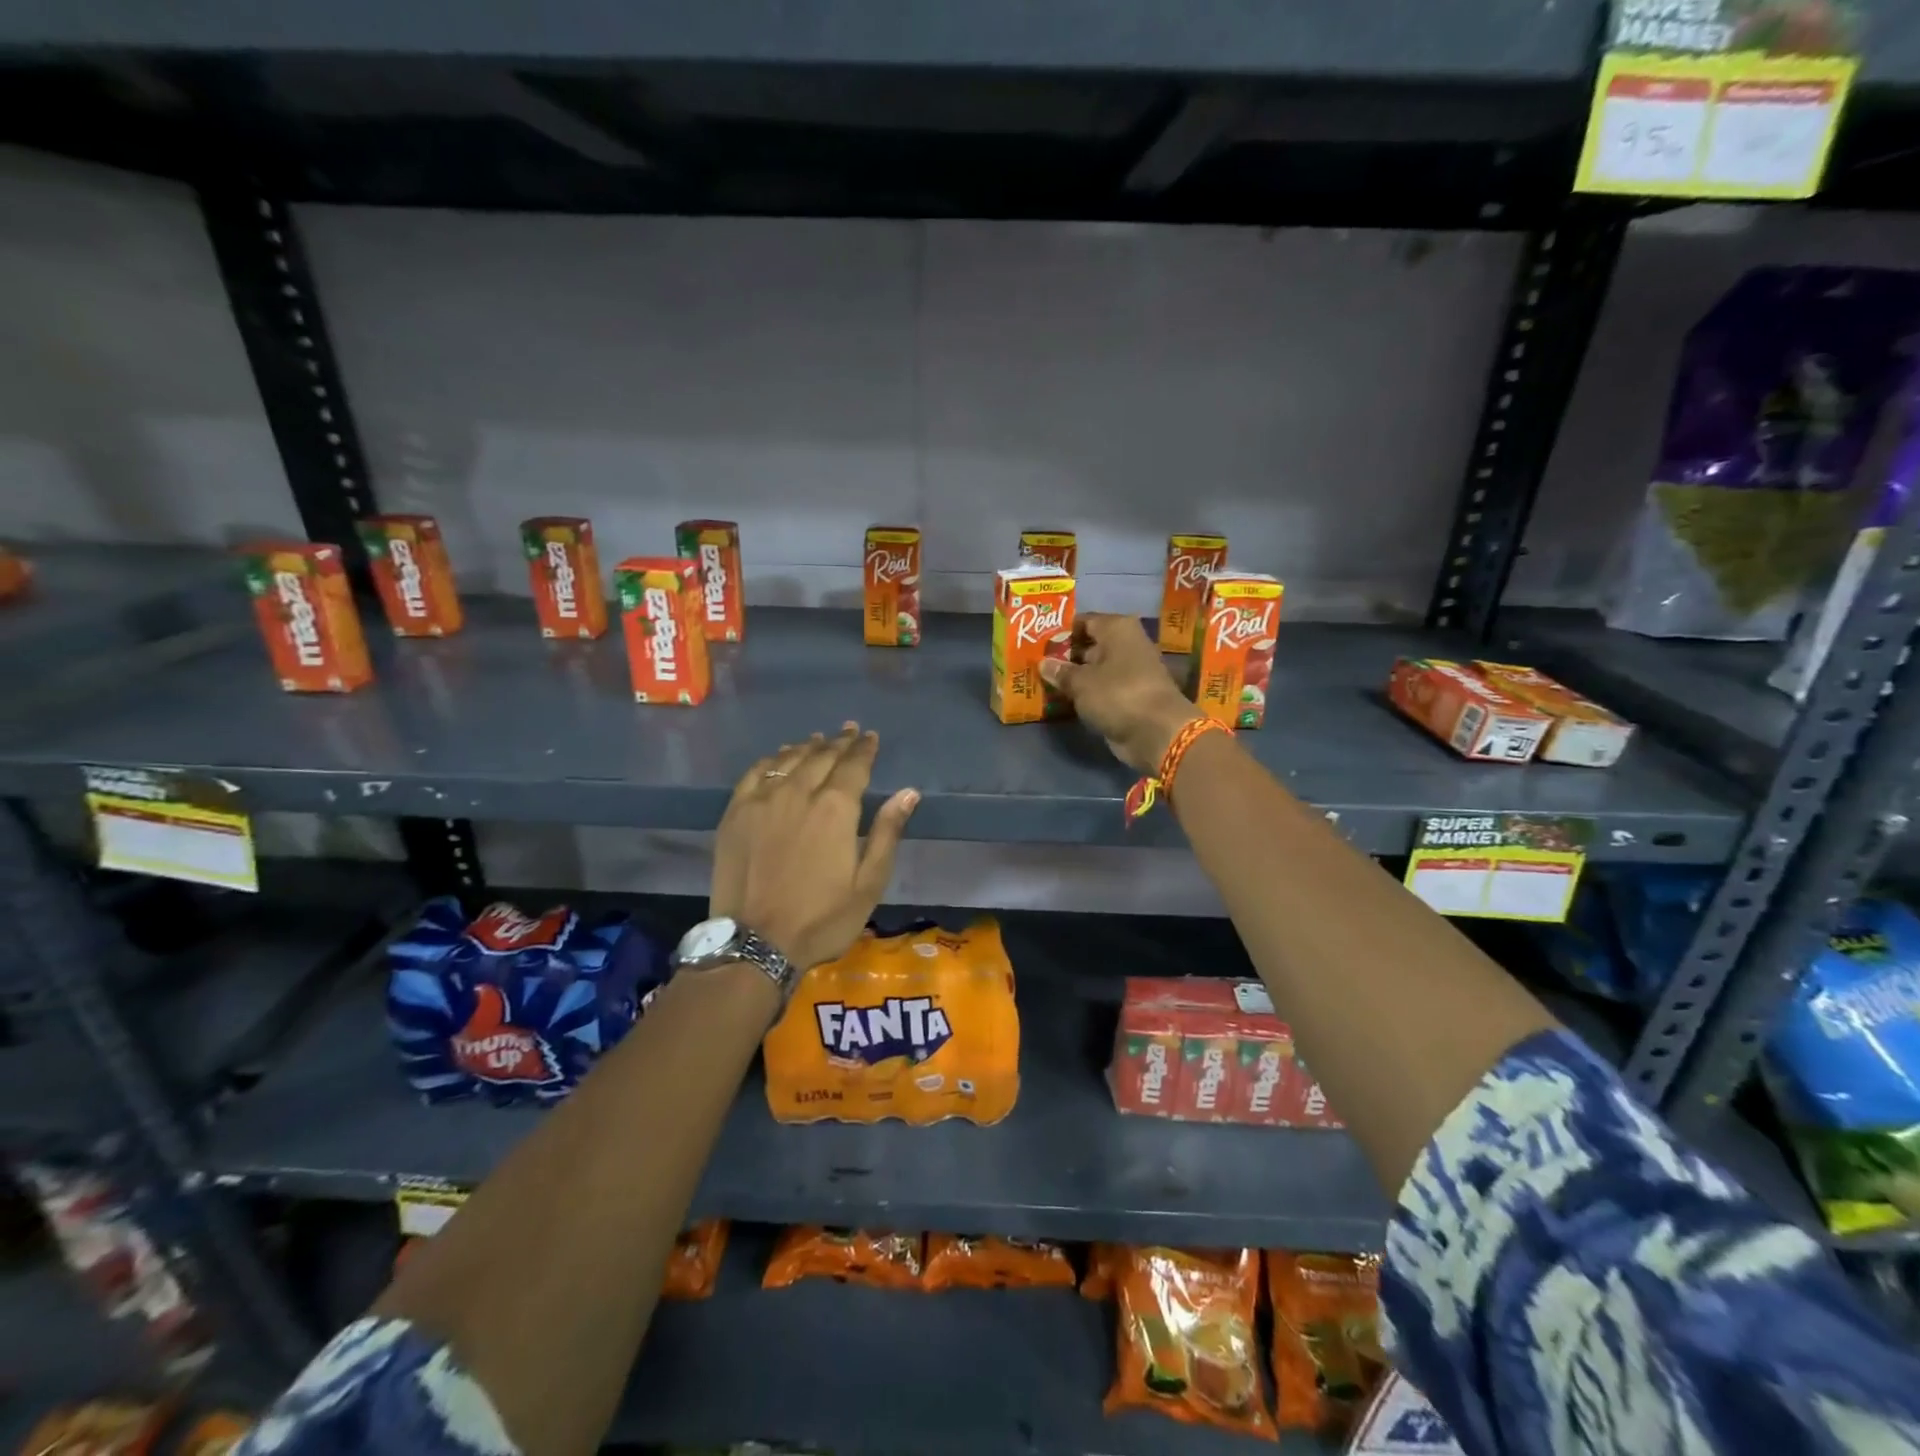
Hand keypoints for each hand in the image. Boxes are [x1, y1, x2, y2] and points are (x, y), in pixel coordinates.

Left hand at [709, 723, 918, 971]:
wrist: (756, 943)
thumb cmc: (822, 918)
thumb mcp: (869, 883)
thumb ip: (887, 833)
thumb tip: (909, 793)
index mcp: (836, 809)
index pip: (854, 765)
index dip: (864, 749)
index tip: (870, 737)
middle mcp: (799, 793)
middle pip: (822, 756)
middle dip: (839, 742)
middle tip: (849, 731)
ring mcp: (763, 800)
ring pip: (789, 759)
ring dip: (808, 746)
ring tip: (819, 739)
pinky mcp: (736, 813)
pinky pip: (755, 773)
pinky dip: (771, 759)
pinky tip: (779, 757)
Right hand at [1039, 613, 1201, 772]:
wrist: (1157, 732)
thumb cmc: (1117, 694)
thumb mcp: (1081, 682)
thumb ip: (1060, 671)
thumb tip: (1043, 663)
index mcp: (1117, 628)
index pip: (1083, 621)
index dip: (1061, 631)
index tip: (1038, 643)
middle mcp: (1126, 644)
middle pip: (1089, 644)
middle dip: (1065, 654)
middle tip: (1037, 663)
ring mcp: (1130, 670)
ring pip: (1095, 668)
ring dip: (1074, 676)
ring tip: (1045, 681)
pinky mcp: (1131, 695)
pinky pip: (1102, 688)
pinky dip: (1086, 692)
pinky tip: (1064, 698)